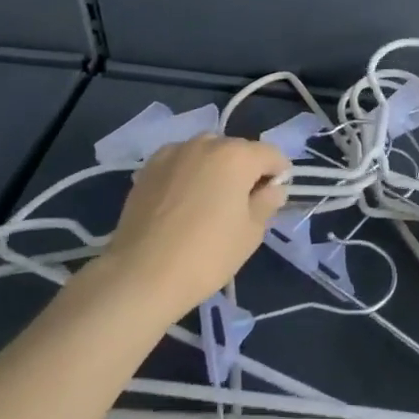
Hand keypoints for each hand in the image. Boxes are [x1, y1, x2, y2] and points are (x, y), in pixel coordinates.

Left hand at [100, 135, 289, 315]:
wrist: (140, 275)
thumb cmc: (206, 256)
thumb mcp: (250, 233)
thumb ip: (267, 202)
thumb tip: (274, 188)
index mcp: (238, 155)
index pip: (272, 155)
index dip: (278, 176)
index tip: (270, 201)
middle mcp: (207, 142)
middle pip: (238, 151)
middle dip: (245, 171)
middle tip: (238, 207)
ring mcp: (175, 151)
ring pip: (207, 153)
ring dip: (214, 169)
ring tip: (206, 204)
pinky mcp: (149, 166)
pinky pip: (180, 162)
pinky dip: (187, 174)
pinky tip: (180, 203)